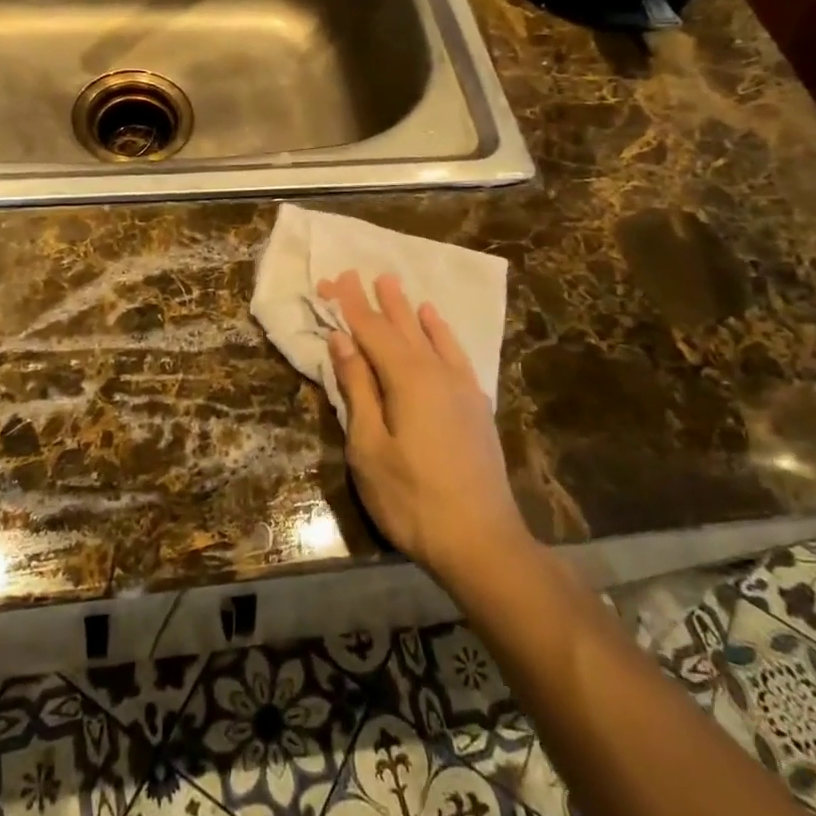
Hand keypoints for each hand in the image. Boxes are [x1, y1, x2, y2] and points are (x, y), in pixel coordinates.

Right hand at [320, 271, 523, 581]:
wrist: (481, 542)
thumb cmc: (412, 499)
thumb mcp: (369, 447)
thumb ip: (358, 389)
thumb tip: (342, 341)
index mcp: (407, 379)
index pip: (370, 331)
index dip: (349, 305)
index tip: (333, 279)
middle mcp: (436, 372)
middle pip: (399, 327)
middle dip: (375, 301)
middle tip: (357, 273)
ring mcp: (461, 387)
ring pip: (428, 336)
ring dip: (407, 309)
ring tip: (393, 283)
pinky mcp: (475, 405)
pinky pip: (455, 353)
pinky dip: (442, 332)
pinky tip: (434, 321)